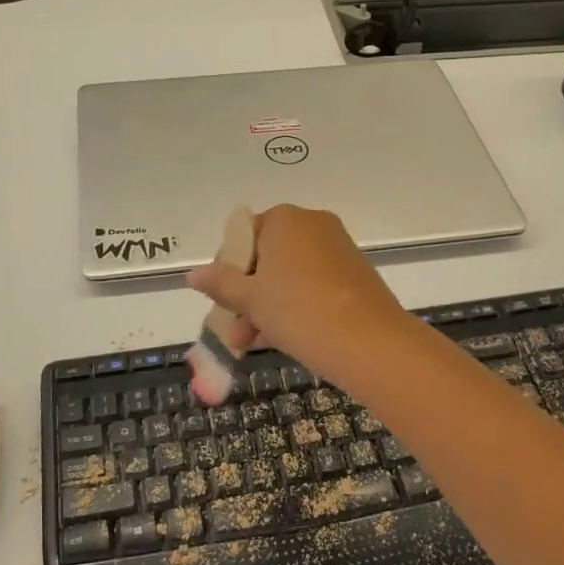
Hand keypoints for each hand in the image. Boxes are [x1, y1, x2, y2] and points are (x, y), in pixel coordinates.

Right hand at [186, 205, 411, 379]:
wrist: (370, 342)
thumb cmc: (299, 311)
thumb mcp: (251, 299)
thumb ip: (220, 284)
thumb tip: (193, 274)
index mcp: (285, 219)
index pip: (242, 237)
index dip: (226, 271)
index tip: (222, 303)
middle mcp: (312, 225)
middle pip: (265, 259)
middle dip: (247, 297)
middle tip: (236, 333)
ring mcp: (337, 249)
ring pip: (288, 277)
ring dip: (267, 308)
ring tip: (253, 345)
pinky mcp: (354, 274)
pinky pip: (312, 286)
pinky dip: (294, 308)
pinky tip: (282, 339)